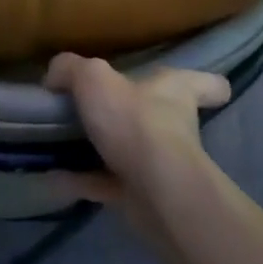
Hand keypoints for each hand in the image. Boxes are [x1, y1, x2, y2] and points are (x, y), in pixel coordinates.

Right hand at [43, 53, 229, 208]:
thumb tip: (55, 77)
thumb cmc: (134, 120)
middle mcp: (174, 125)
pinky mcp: (143, 195)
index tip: (200, 89)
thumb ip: (70, 68)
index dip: (208, 85)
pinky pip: (107, 183)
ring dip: (101, 150)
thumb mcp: (92, 77)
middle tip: (97, 111)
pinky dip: (82, 181)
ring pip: (131, 151)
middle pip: (162, 117)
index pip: (208, 84)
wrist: (154, 190)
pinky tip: (54, 176)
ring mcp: (161, 163)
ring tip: (61, 144)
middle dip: (134, 116)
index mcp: (174, 90)